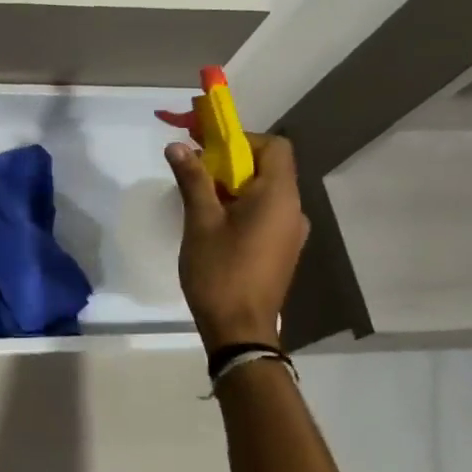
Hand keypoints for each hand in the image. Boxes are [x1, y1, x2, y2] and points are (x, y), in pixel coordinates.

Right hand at [166, 136, 308, 351]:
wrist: (240, 331)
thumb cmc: (220, 271)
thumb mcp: (200, 221)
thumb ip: (193, 179)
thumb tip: (178, 145)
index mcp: (279, 197)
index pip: (274, 146)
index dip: (242, 140)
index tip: (209, 150)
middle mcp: (293, 210)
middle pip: (268, 167)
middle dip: (230, 162)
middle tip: (195, 173)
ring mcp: (290, 232)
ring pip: (264, 191)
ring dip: (234, 185)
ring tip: (199, 199)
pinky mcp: (282, 249)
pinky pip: (265, 212)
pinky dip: (242, 206)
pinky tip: (214, 224)